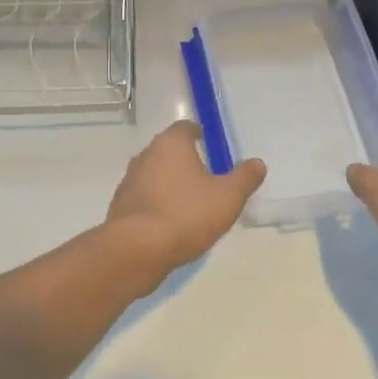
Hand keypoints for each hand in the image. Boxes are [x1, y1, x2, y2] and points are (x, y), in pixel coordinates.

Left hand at [106, 121, 266, 278]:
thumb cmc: (186, 214)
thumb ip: (244, 178)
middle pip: (167, 150)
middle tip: (204, 175)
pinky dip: (157, 203)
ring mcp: (129, 181)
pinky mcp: (120, 206)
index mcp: (170, 144)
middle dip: (184, 160)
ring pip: (154, 174)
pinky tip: (170, 222)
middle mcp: (145, 155)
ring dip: (169, 183)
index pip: (184, 128)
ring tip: (189, 202)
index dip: (197, 133)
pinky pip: (144, 198)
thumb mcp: (228, 197)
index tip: (207, 142)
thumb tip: (257, 163)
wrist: (137, 250)